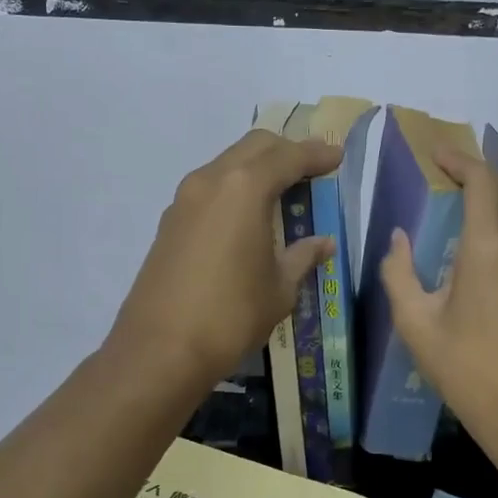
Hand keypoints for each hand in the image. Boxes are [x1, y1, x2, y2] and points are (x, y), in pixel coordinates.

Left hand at [109, 129, 342, 387]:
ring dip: (257, 167)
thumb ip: (303, 256)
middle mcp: (211, 181)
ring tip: (282, 191)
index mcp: (244, 188)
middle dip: (286, 151)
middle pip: (254, 147)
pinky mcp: (169, 222)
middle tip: (311, 169)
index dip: (316, 154)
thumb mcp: (279, 288)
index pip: (288, 157)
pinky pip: (209, 188)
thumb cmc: (231, 315)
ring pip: (227, 163)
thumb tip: (323, 243)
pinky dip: (234, 188)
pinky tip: (247, 216)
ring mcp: (184, 199)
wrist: (160, 350)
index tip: (337, 157)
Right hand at [380, 150, 497, 460]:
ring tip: (466, 227)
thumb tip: (398, 239)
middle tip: (455, 182)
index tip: (438, 155)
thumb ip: (399, 274)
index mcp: (489, 252)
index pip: (482, 184)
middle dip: (487, 178)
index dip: (460, 161)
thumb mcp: (416, 324)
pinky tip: (488, 270)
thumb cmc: (465, 370)